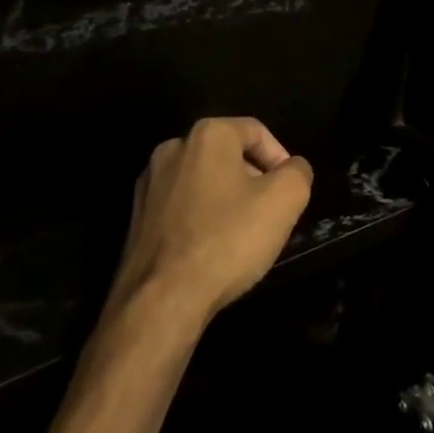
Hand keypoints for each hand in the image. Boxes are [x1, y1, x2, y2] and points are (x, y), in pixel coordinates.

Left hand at [105, 118, 313, 330]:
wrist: (161, 301)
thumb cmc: (228, 240)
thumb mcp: (285, 200)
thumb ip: (297, 173)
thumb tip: (292, 169)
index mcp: (207, 135)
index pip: (256, 131)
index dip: (280, 159)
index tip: (290, 191)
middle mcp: (172, 149)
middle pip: (228, 155)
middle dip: (253, 179)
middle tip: (270, 213)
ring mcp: (149, 184)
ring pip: (203, 182)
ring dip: (227, 200)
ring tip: (242, 235)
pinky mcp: (136, 218)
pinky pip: (181, 207)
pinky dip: (200, 220)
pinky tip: (211, 250)